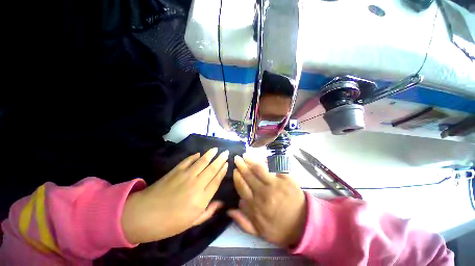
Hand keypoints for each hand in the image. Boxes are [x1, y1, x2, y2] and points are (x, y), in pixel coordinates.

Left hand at [121, 147, 228, 243]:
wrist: (143, 215)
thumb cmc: (169, 223)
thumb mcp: (192, 223)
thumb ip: (208, 212)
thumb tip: (221, 203)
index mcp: (201, 199)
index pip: (216, 180)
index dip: (223, 171)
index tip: (227, 164)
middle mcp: (197, 184)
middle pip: (212, 168)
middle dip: (220, 159)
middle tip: (226, 152)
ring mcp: (186, 175)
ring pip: (202, 161)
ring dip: (210, 154)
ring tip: (216, 149)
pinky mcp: (176, 171)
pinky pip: (188, 160)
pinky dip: (194, 156)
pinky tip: (199, 153)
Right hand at [228, 155, 306, 247]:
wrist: (304, 225)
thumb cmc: (280, 228)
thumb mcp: (259, 232)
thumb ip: (243, 222)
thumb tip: (230, 208)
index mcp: (255, 206)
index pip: (241, 186)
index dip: (237, 176)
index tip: (234, 170)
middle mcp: (263, 193)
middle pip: (248, 175)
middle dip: (241, 165)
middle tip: (237, 158)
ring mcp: (275, 184)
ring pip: (259, 168)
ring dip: (250, 160)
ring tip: (245, 156)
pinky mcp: (286, 179)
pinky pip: (275, 166)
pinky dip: (269, 161)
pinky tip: (263, 158)